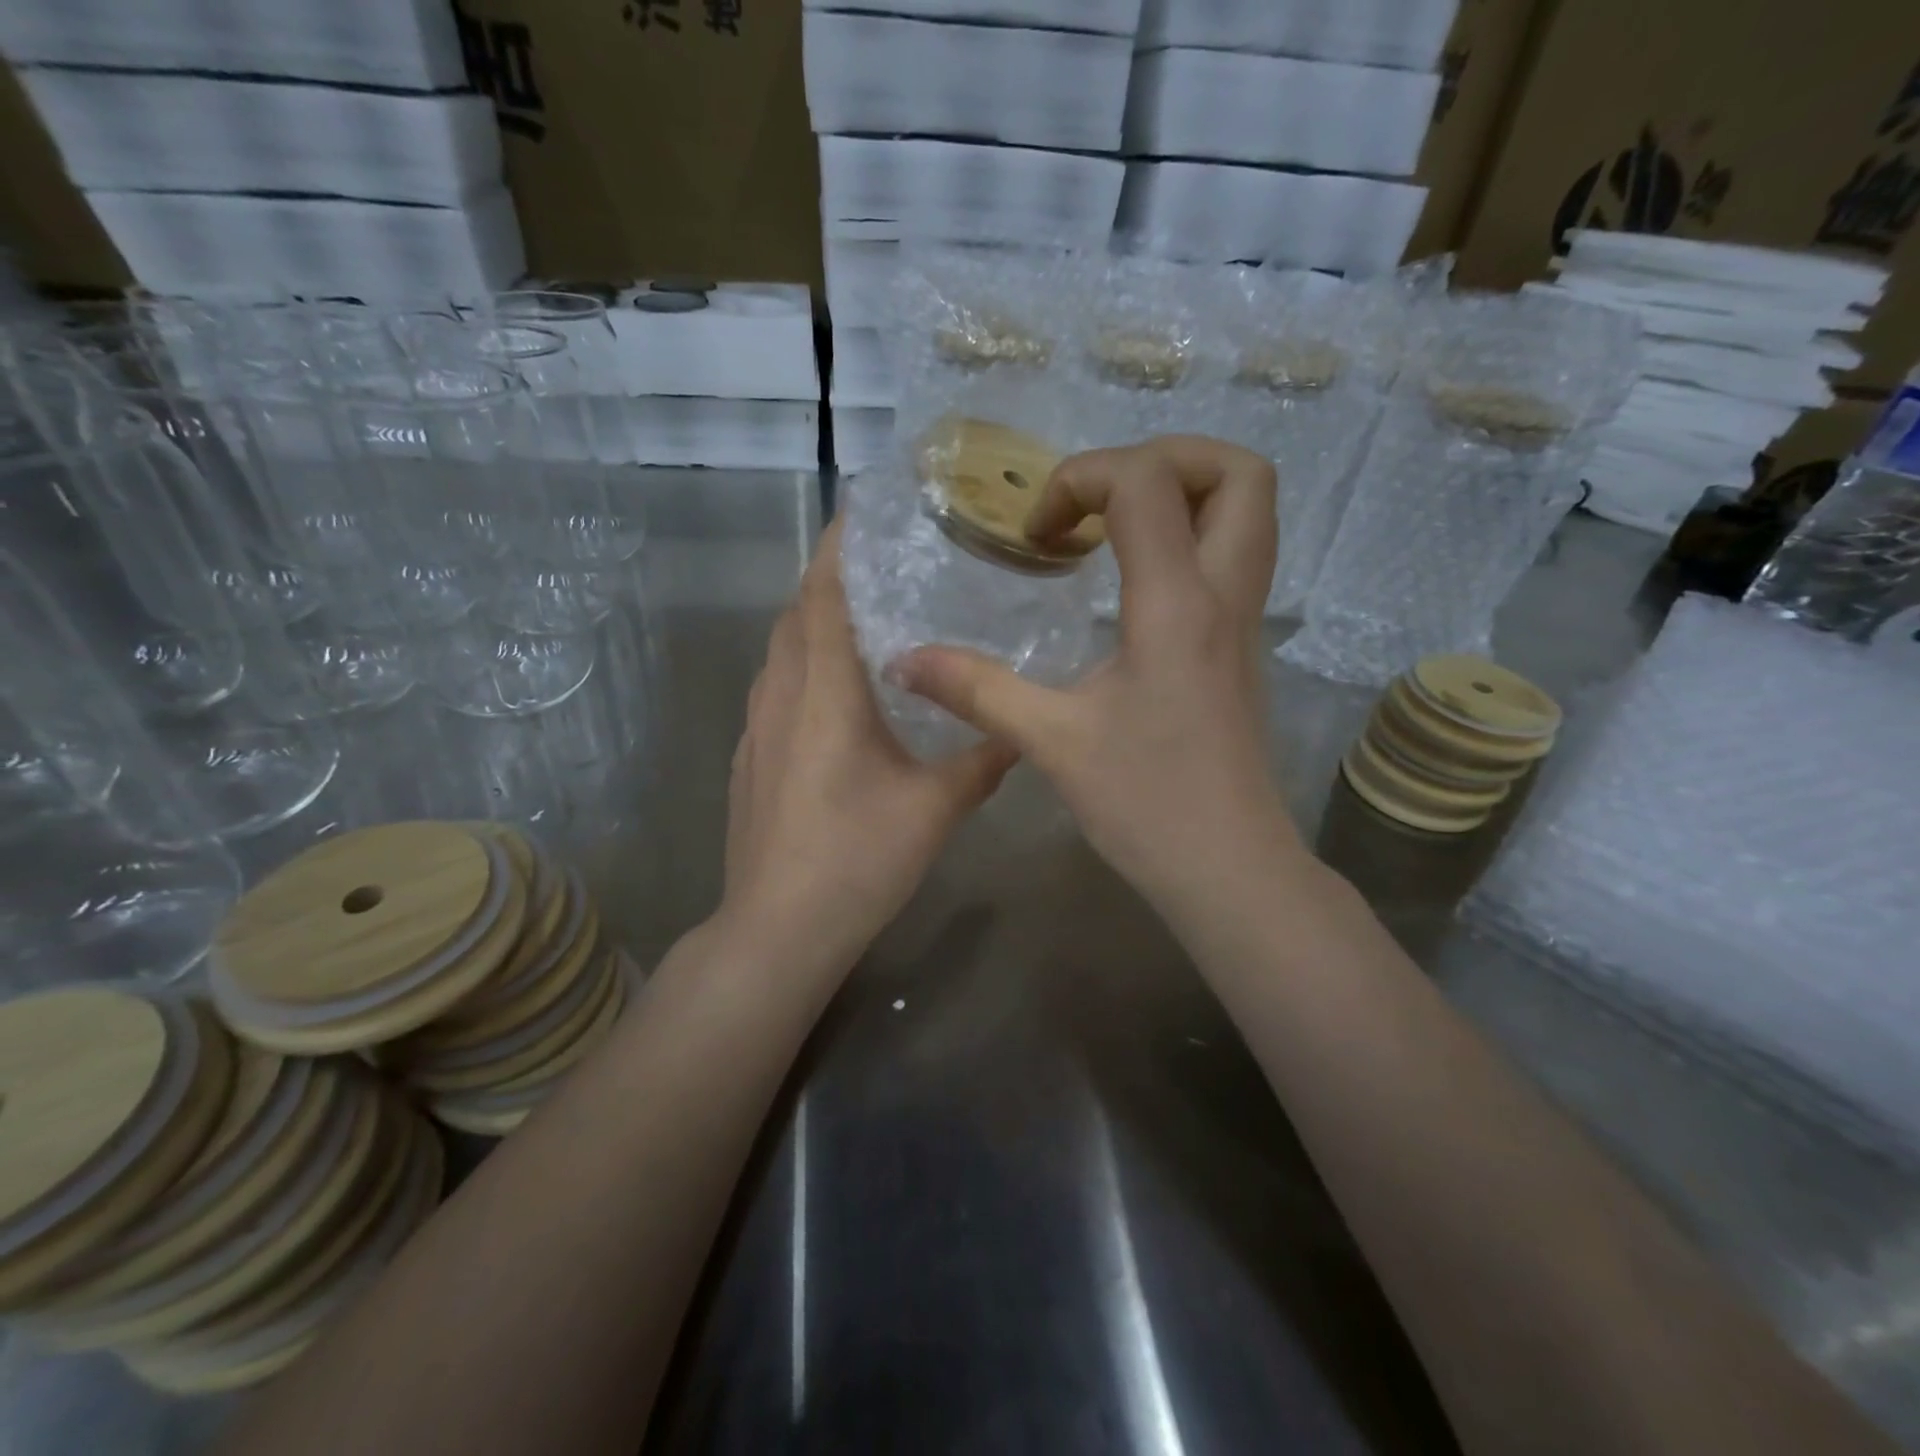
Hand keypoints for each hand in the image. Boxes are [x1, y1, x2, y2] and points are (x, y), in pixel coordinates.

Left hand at [720, 520, 1017, 962]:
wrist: (777, 929)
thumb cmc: (857, 859)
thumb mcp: (935, 809)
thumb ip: (982, 761)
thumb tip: (1022, 730)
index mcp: (823, 690)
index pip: (823, 592)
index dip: (839, 544)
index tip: (864, 509)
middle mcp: (780, 694)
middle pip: (797, 612)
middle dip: (832, 579)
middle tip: (886, 567)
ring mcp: (757, 727)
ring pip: (781, 650)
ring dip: (816, 624)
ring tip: (867, 622)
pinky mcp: (749, 757)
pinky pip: (775, 687)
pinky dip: (803, 666)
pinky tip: (839, 696)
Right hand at [891, 436, 1308, 914]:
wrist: (1228, 868)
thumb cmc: (1146, 804)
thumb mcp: (1051, 741)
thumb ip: (977, 689)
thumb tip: (903, 661)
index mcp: (1176, 605)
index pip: (1147, 482)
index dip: (1083, 479)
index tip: (1039, 535)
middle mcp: (1224, 596)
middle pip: (1239, 473)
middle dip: (1165, 458)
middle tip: (1099, 498)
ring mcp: (1244, 621)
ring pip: (1248, 512)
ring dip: (1183, 494)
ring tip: (1111, 528)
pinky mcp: (1241, 647)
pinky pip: (1233, 557)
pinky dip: (1187, 538)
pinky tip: (1127, 583)